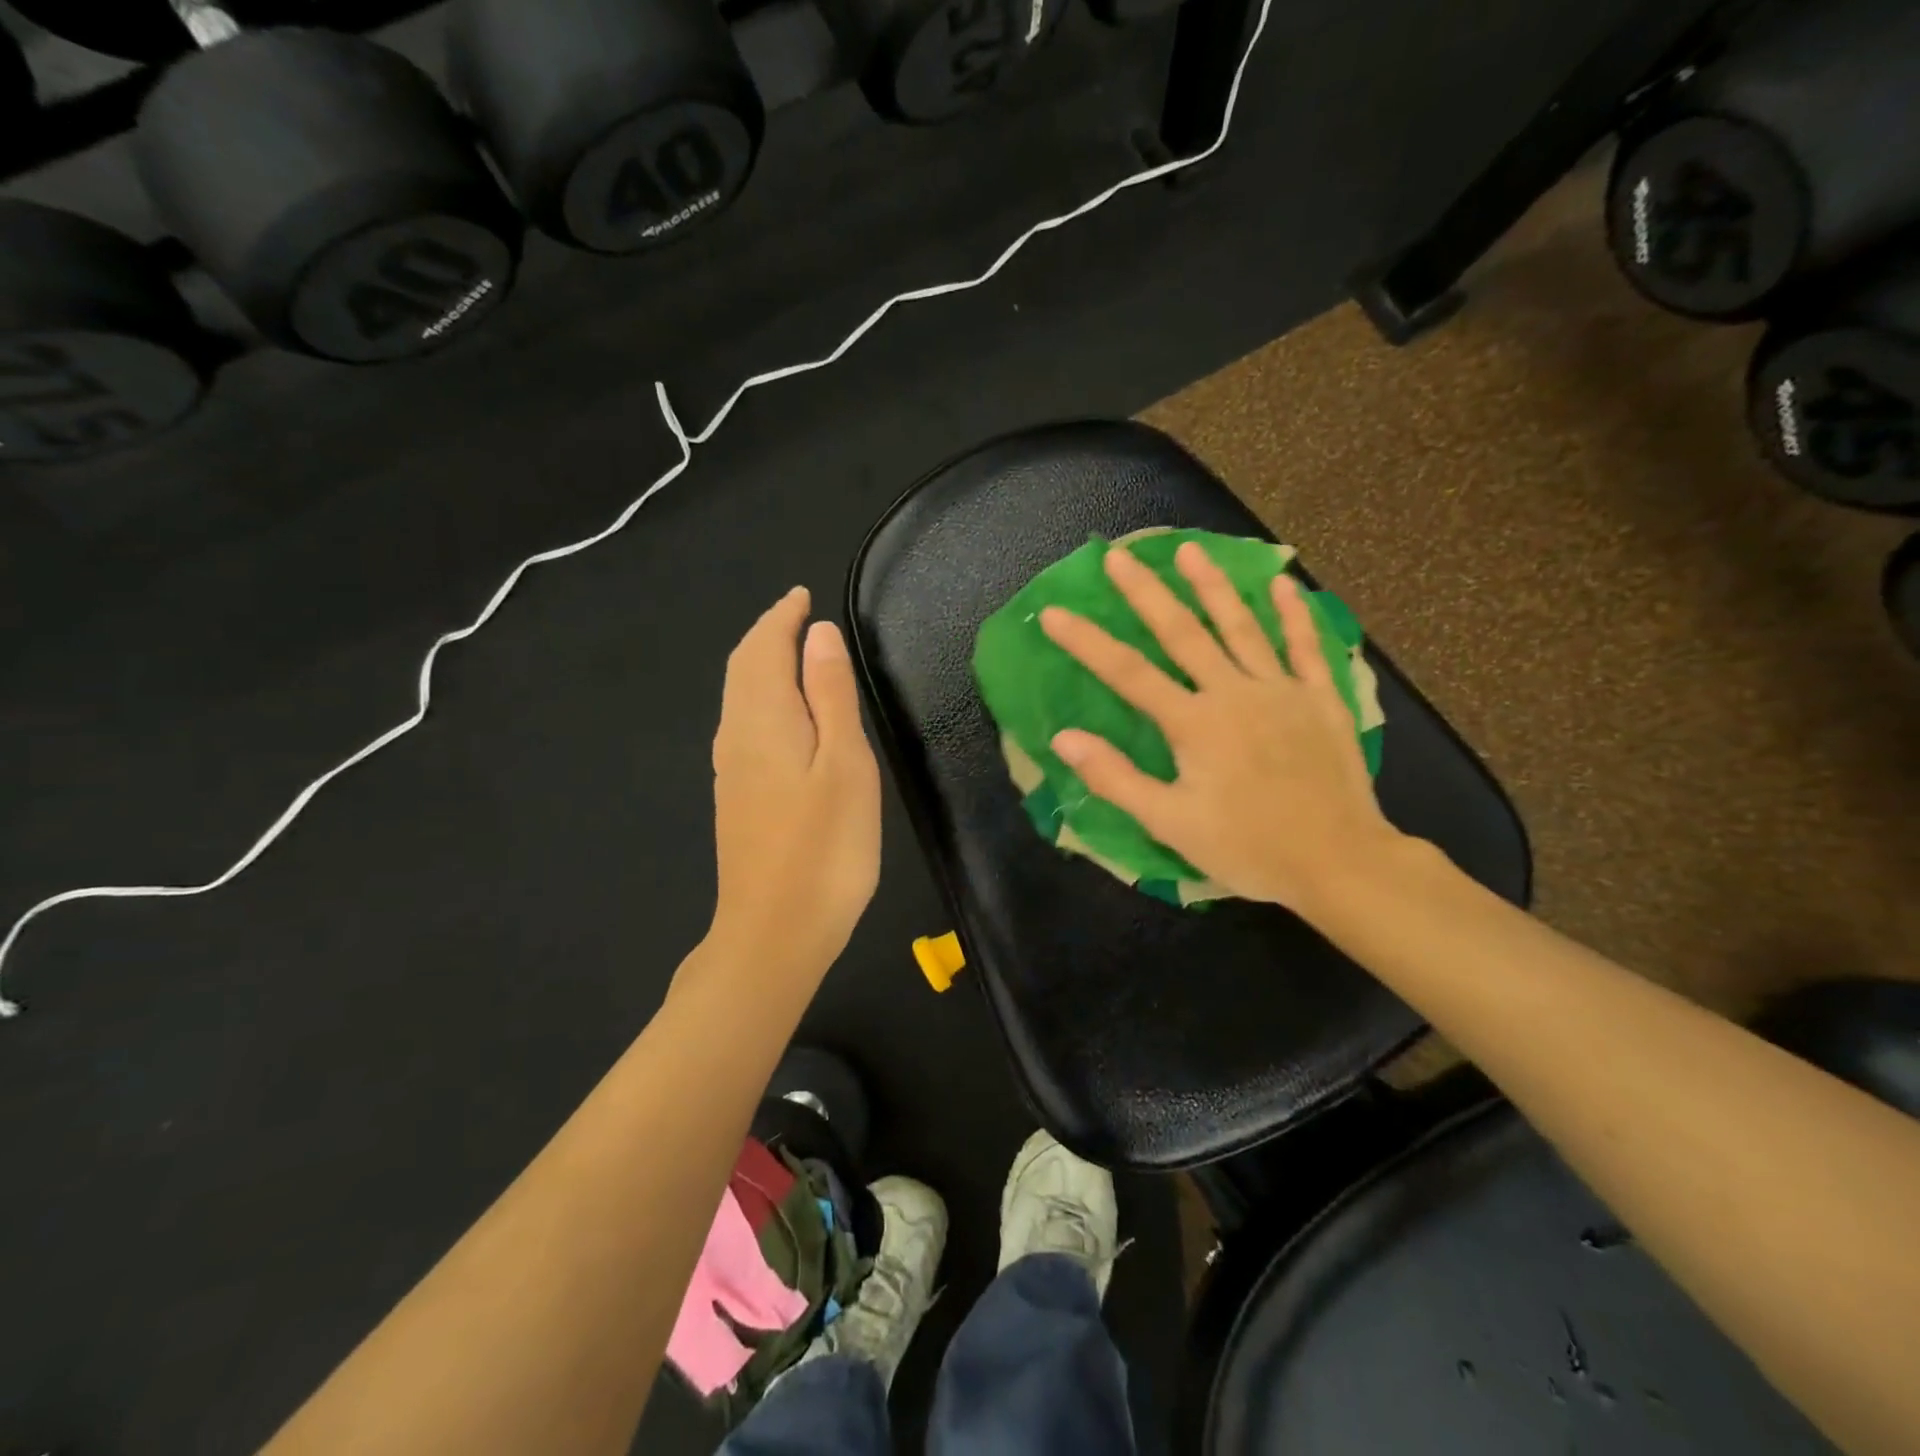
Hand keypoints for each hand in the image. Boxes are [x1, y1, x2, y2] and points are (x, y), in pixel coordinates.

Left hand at [704, 586, 881, 980]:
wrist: (774, 934)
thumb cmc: (824, 849)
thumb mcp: (845, 764)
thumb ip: (831, 695)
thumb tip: (818, 634)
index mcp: (763, 720)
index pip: (764, 648)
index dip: (782, 617)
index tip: (802, 594)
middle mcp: (736, 737)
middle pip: (743, 669)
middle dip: (767, 634)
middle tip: (796, 614)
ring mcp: (731, 771)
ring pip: (740, 698)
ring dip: (762, 664)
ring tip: (791, 651)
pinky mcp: (736, 798)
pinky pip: (743, 725)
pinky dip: (762, 697)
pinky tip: (781, 713)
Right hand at [1040, 541, 1403, 920]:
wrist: (1339, 863)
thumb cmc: (1248, 848)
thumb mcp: (1170, 824)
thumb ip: (1115, 778)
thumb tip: (1063, 738)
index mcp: (1195, 724)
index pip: (1128, 673)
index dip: (1087, 642)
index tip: (1054, 612)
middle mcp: (1234, 693)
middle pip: (1182, 633)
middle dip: (1146, 593)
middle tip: (1118, 556)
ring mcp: (1282, 691)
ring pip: (1242, 627)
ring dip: (1213, 586)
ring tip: (1190, 550)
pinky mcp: (1322, 700)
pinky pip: (1306, 648)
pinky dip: (1295, 615)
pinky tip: (1283, 584)